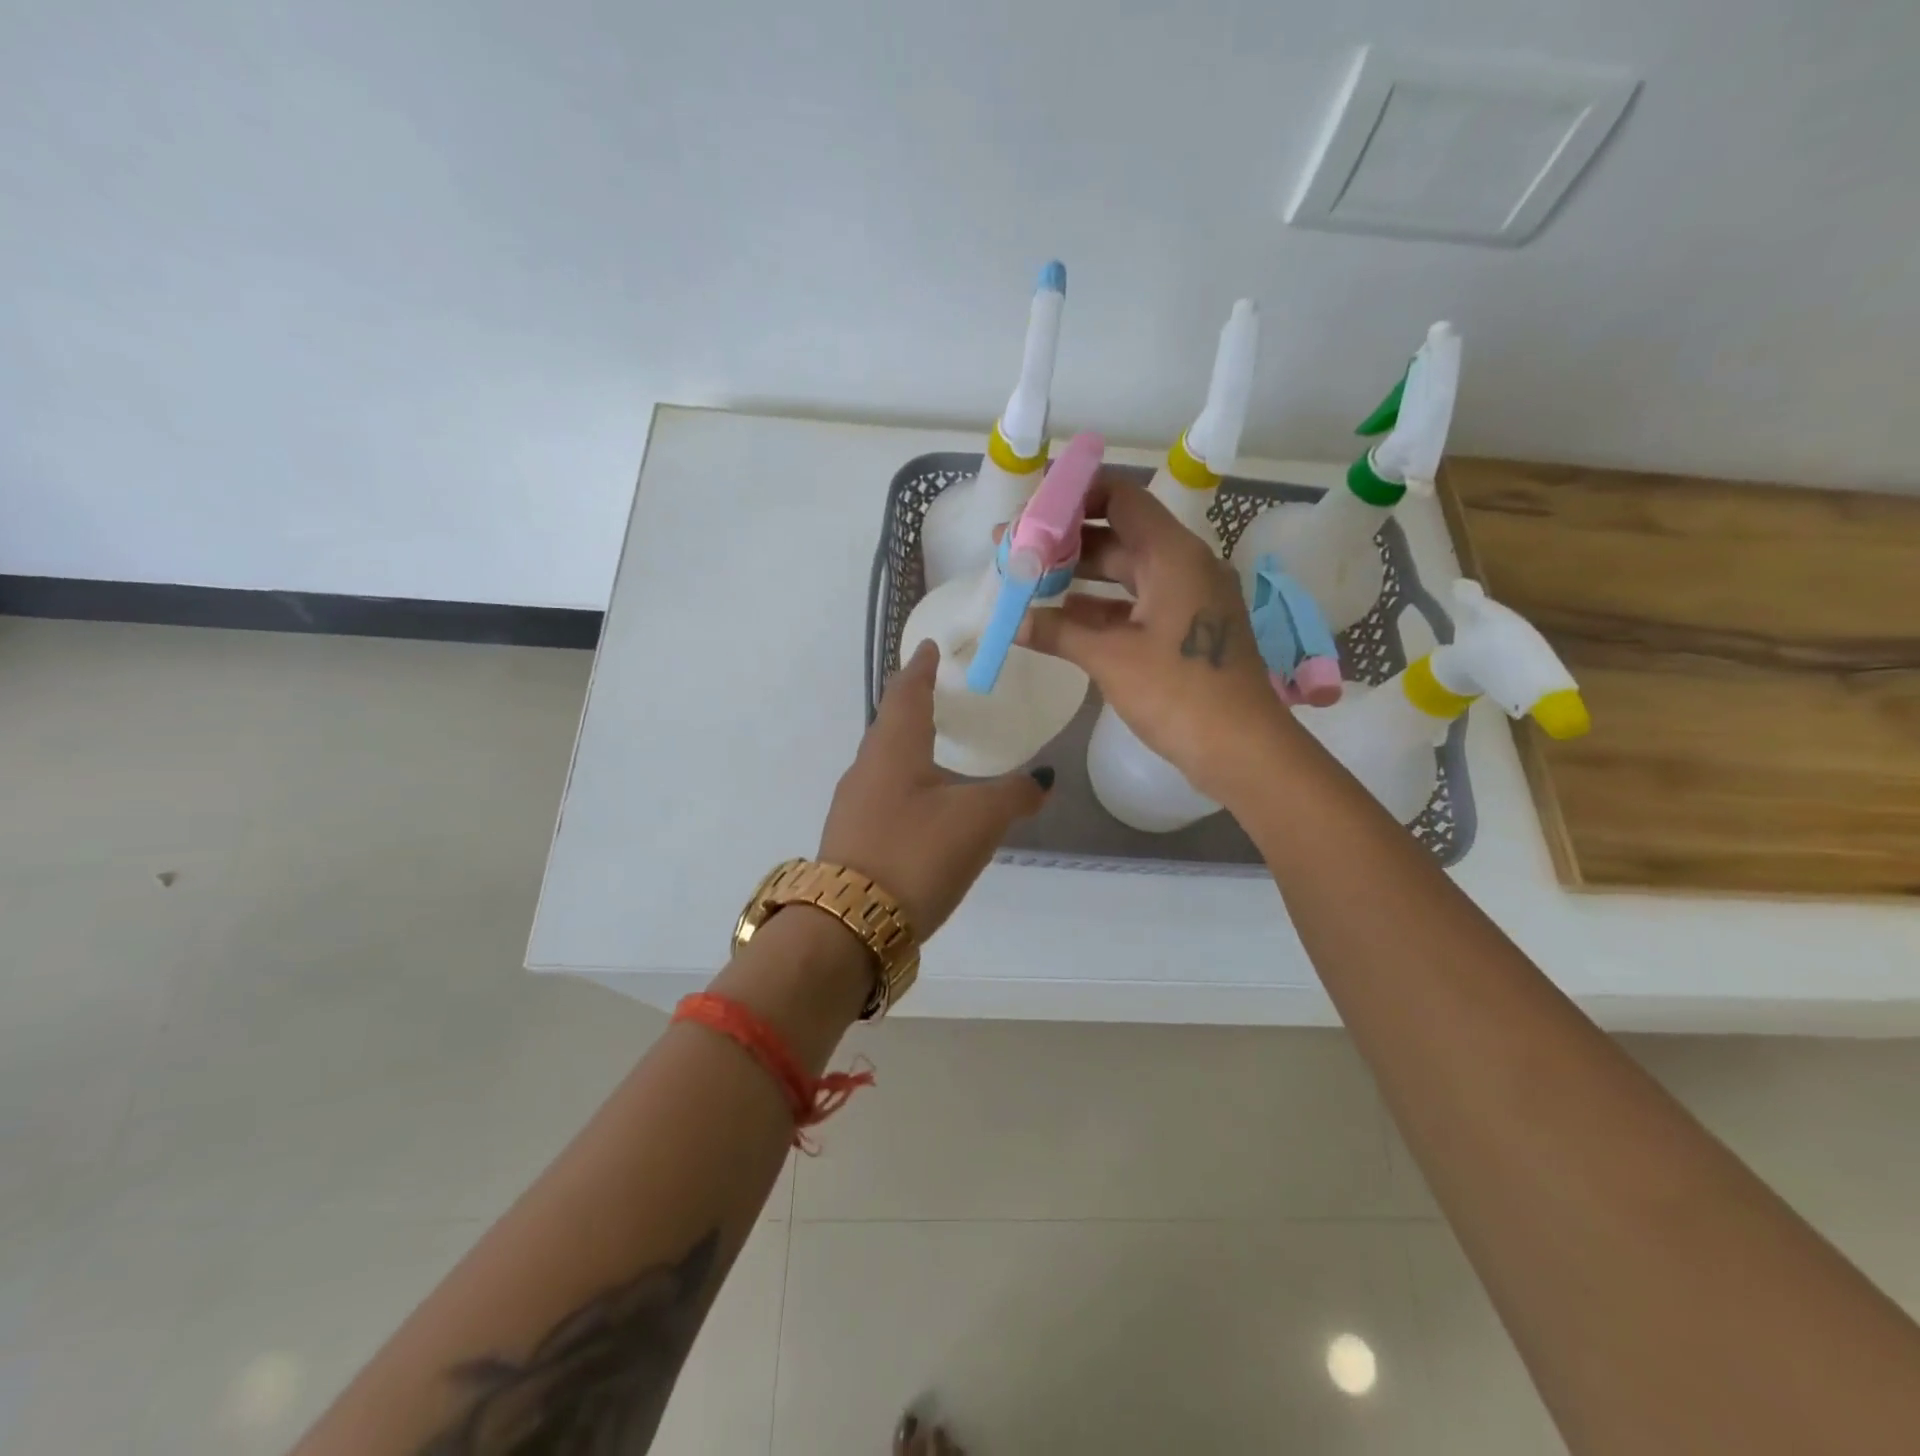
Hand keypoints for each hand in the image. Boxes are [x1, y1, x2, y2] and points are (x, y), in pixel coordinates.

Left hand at [819, 640, 1050, 938]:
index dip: (921, 667)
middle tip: (937, 691)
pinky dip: (904, 780)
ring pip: (883, 759)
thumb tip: (1043, 779)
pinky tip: (922, 802)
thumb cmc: (917, 853)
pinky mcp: (851, 836)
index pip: (907, 691)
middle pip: (890, 722)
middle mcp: (867, 766)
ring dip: (906, 743)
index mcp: (894, 747)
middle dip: (912, 702)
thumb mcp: (978, 820)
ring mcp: (853, 803)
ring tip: (933, 744)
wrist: (851, 923)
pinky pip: (881, 792)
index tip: (928, 647)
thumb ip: (1014, 795)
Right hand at [1019, 476, 1292, 802]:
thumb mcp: (1110, 658)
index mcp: (1173, 555)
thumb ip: (1059, 632)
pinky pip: (1137, 603)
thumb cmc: (1178, 692)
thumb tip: (1014, 622)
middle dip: (1066, 542)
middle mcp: (1185, 565)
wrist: (1241, 748)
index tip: (1031, 512)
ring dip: (1080, 576)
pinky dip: (1101, 607)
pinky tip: (1062, 619)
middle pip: (1119, 535)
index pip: (1121, 498)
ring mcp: (1189, 598)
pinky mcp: (1187, 629)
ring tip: (1029, 582)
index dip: (1074, 497)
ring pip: (1127, 572)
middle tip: (1015, 550)